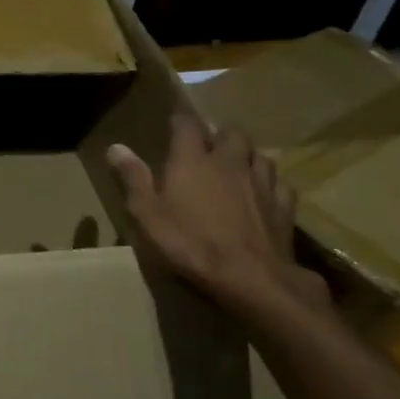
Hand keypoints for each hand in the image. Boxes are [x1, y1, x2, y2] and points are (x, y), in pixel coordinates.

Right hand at [107, 113, 327, 318]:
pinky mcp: (284, 206)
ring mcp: (261, 182)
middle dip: (220, 135)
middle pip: (231, 133)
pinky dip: (270, 184)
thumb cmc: (189, 243)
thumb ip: (133, 178)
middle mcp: (229, 161)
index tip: (173, 124)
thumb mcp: (147, 214)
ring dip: (247, 156)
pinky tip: (264, 194)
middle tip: (208, 147)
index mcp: (192, 160)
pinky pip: (280, 184)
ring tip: (238, 167)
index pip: (187, 125)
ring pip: (259, 155)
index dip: (180, 121)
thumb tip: (115, 147)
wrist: (249, 277)